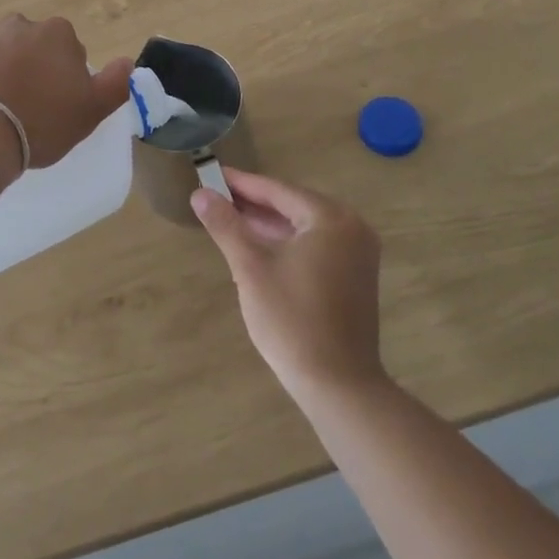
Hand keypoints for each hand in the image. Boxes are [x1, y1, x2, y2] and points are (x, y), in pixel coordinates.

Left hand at [0, 15, 130, 174]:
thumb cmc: (38, 123)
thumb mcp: (90, 112)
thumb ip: (115, 85)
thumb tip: (128, 62)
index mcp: (54, 34)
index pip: (68, 48)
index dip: (65, 76)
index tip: (57, 104)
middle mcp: (14, 25)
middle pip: (28, 46)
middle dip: (28, 68)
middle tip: (24, 109)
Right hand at [191, 170, 385, 405]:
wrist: (337, 385)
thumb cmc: (292, 320)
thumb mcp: (251, 268)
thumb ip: (226, 225)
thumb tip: (200, 193)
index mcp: (331, 219)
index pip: (278, 190)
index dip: (242, 183)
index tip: (212, 173)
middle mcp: (352, 228)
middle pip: (293, 205)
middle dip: (254, 203)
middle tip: (216, 195)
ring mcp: (358, 253)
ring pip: (304, 226)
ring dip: (269, 223)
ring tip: (230, 218)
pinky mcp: (355, 276)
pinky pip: (316, 245)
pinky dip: (287, 242)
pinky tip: (258, 245)